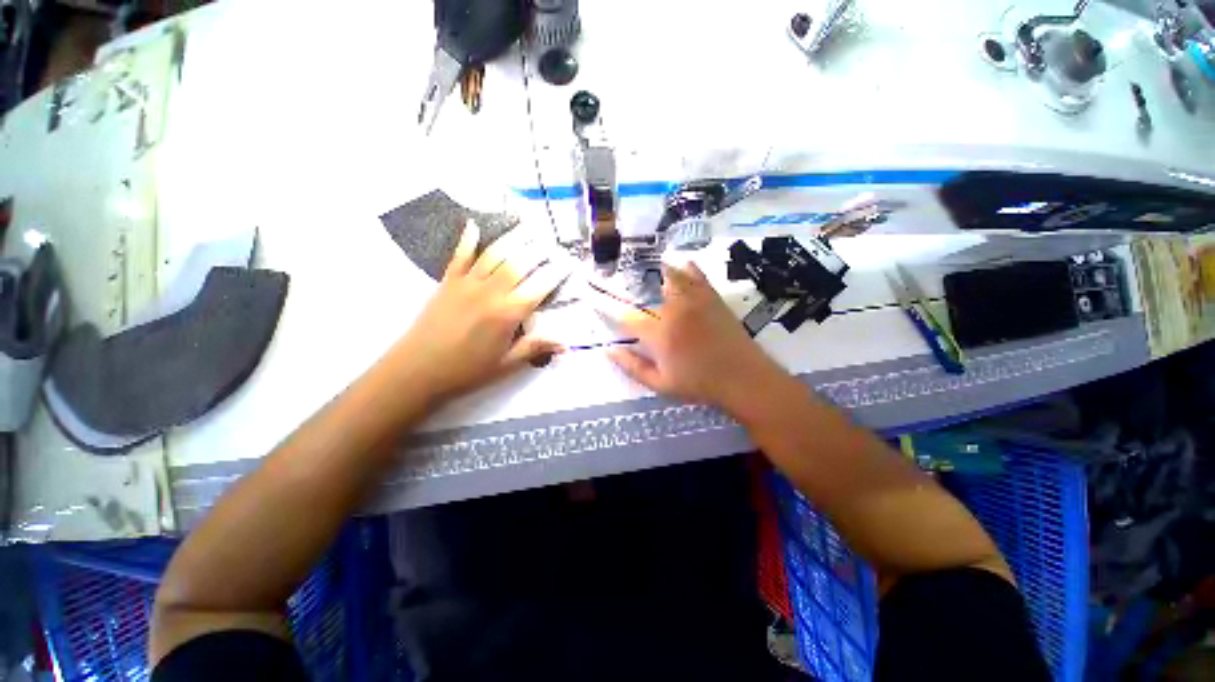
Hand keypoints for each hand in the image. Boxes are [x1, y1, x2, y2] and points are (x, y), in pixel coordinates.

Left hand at [391, 221, 568, 402]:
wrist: (417, 369)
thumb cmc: (467, 370)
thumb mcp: (506, 364)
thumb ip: (535, 348)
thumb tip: (565, 344)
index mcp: (509, 314)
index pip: (540, 286)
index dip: (556, 272)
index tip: (568, 262)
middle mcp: (492, 292)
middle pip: (519, 263)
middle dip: (538, 249)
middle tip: (551, 238)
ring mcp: (468, 283)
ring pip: (495, 254)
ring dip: (512, 238)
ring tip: (527, 225)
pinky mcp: (448, 282)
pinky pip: (460, 255)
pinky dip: (468, 239)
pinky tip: (474, 224)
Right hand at [593, 262, 792, 415]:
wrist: (744, 378)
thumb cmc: (699, 385)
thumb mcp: (660, 384)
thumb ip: (632, 366)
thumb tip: (607, 351)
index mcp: (658, 334)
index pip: (625, 316)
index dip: (606, 306)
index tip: (592, 296)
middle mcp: (673, 311)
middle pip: (643, 290)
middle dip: (625, 283)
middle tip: (613, 277)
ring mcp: (694, 300)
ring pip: (668, 275)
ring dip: (653, 270)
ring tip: (643, 268)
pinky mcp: (711, 296)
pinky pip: (696, 274)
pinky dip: (685, 267)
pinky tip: (679, 264)